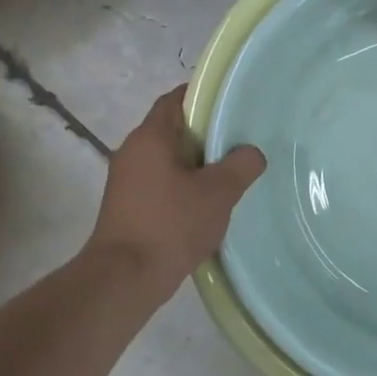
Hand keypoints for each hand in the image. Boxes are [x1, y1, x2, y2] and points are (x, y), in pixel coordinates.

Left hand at [88, 86, 265, 295]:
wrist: (125, 278)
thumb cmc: (171, 225)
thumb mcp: (218, 193)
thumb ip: (241, 165)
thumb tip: (252, 152)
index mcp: (150, 137)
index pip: (176, 99)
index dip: (204, 97)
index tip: (233, 104)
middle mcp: (133, 151)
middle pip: (174, 130)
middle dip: (206, 135)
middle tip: (241, 142)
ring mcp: (127, 181)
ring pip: (168, 160)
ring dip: (196, 165)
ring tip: (231, 175)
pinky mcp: (128, 207)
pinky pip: (161, 185)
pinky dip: (184, 187)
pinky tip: (207, 205)